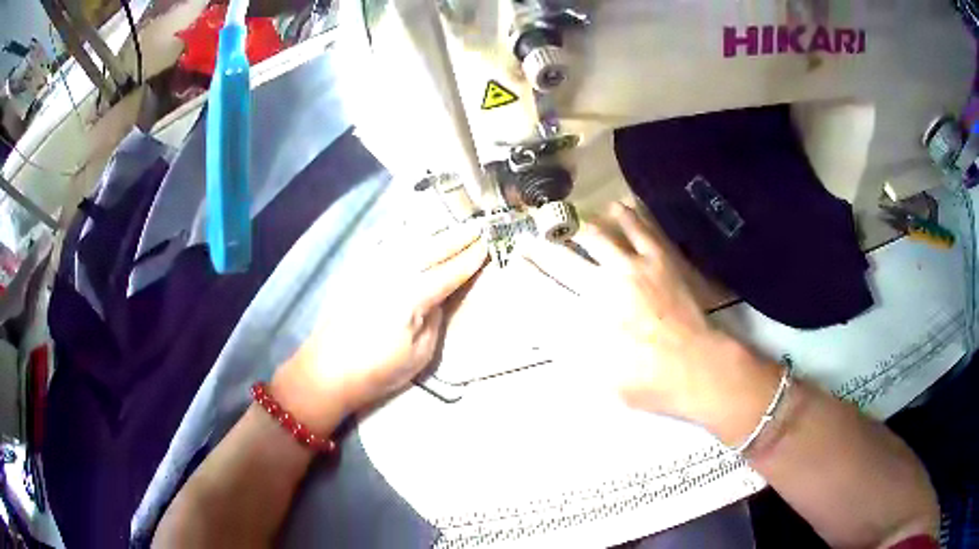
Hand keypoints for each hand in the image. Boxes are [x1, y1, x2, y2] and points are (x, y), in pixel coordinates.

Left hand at [272, 223, 487, 431]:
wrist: (326, 371)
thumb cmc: (376, 371)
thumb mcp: (419, 355)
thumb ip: (434, 321)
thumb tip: (438, 298)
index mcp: (412, 297)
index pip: (448, 273)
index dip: (468, 260)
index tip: (486, 246)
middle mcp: (392, 274)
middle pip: (430, 250)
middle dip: (455, 239)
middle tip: (476, 229)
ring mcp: (371, 270)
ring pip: (406, 242)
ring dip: (431, 233)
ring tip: (448, 226)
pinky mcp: (355, 273)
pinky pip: (380, 245)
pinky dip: (397, 234)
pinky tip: (403, 229)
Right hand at [521, 203, 773, 429]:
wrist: (696, 367)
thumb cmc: (648, 382)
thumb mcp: (601, 381)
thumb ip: (571, 355)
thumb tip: (544, 333)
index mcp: (586, 319)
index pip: (545, 292)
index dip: (526, 276)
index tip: (513, 265)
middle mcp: (603, 286)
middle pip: (563, 260)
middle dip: (541, 248)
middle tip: (529, 238)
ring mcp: (632, 268)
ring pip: (598, 236)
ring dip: (578, 226)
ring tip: (566, 218)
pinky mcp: (658, 259)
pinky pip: (640, 229)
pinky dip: (626, 215)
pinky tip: (616, 205)